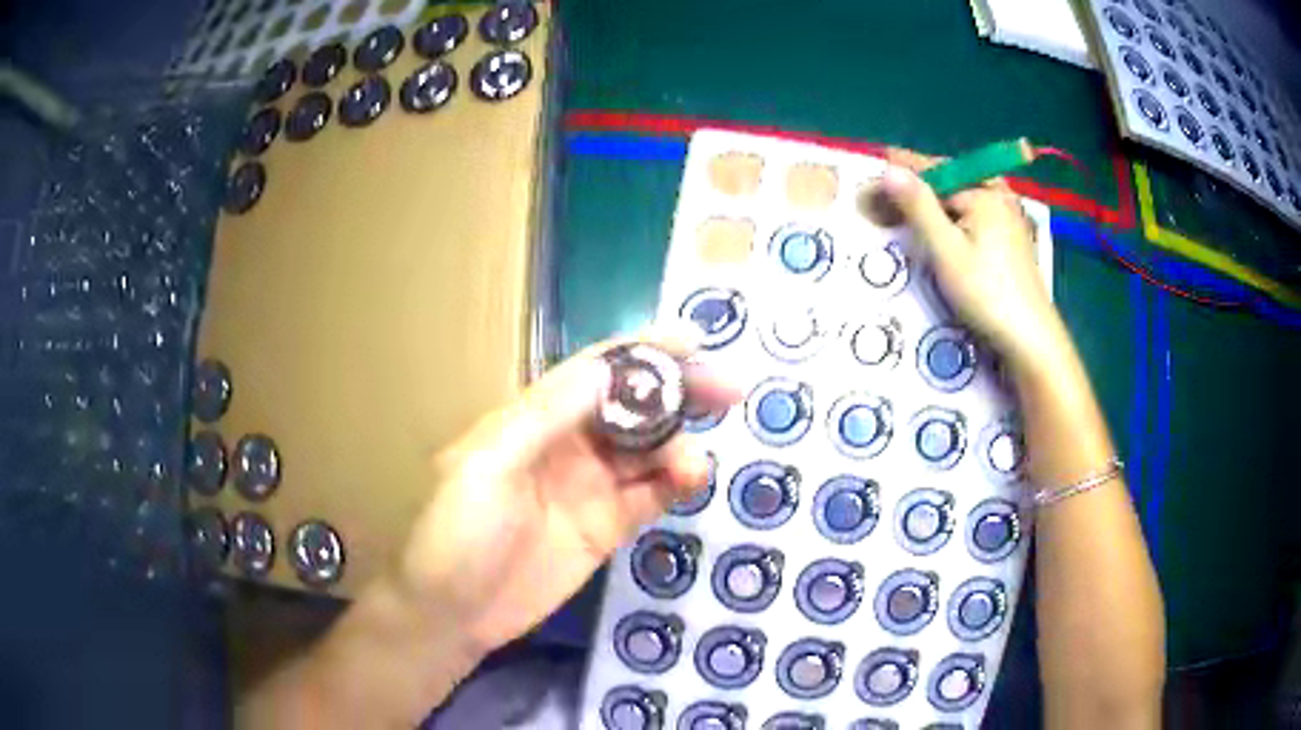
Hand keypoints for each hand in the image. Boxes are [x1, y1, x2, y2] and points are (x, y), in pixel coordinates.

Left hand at [393, 335, 739, 653]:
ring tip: (693, 465)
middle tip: (728, 391)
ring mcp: (589, 487)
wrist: (451, 613)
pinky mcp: (605, 527)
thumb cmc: (456, 533)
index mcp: (534, 418)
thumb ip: (546, 417)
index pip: (596, 370)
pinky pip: (650, 497)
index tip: (695, 341)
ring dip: (680, 446)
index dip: (644, 352)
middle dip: (680, 392)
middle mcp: (568, 444)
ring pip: (649, 450)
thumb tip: (608, 369)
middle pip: (633, 405)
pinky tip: (690, 483)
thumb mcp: (488, 466)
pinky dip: (675, 485)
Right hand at [866, 148, 1070, 372]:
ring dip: (937, 202)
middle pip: (951, 181)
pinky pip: (976, 215)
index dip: (902, 172)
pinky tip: (945, 230)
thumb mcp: (946, 249)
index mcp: (984, 193)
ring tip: (911, 210)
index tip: (873, 174)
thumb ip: (918, 207)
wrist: (1030, 338)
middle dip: (920, 186)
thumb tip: (889, 168)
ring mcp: (1009, 218)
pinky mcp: (1012, 239)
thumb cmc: (986, 293)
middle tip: (889, 196)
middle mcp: (999, 197)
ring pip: (963, 199)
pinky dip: (954, 217)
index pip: (934, 170)